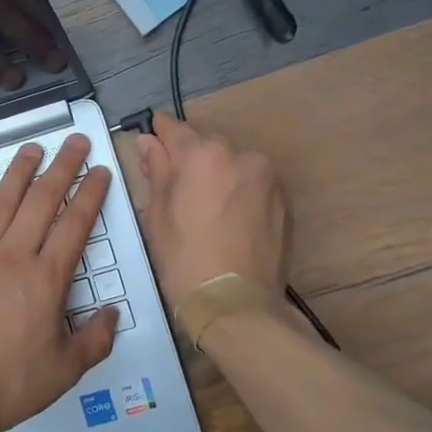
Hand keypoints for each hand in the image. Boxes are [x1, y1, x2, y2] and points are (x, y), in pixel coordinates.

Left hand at [0, 135, 116, 431]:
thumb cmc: (8, 385)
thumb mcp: (65, 371)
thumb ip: (95, 339)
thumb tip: (112, 312)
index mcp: (45, 278)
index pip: (75, 224)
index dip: (90, 193)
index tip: (100, 170)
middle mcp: (12, 256)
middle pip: (42, 201)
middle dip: (62, 168)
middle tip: (74, 142)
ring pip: (1, 203)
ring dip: (18, 173)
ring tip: (32, 148)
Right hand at [135, 113, 287, 297]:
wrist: (236, 303)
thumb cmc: (184, 259)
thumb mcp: (157, 213)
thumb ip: (156, 170)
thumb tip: (149, 142)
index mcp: (202, 153)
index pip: (174, 128)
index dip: (159, 133)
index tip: (152, 139)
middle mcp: (238, 154)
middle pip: (205, 145)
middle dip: (190, 159)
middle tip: (176, 189)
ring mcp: (265, 175)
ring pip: (231, 163)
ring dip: (217, 174)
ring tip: (205, 208)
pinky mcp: (282, 197)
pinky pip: (252, 181)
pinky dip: (238, 190)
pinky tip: (227, 218)